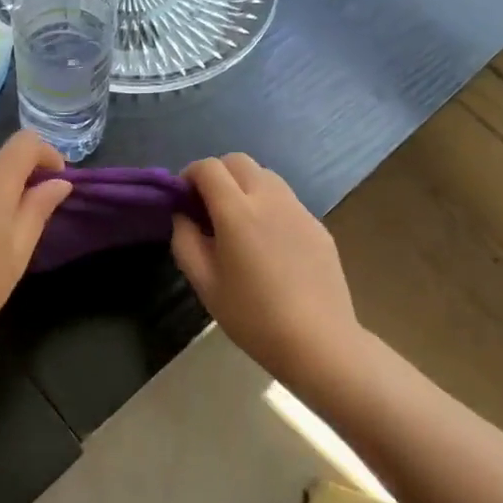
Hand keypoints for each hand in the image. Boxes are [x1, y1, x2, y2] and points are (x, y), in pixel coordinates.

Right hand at [171, 154, 361, 384]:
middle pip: (238, 161)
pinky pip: (286, 200)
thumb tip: (184, 215)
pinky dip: (268, 205)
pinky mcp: (318, 225)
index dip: (189, 175)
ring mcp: (299, 209)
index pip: (208, 167)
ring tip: (238, 223)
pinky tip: (268, 244)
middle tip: (207, 208)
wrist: (318, 341)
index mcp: (237, 211)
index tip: (183, 200)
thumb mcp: (204, 284)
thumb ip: (185, 241)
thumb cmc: (253, 316)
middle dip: (217, 174)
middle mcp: (270, 198)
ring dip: (244, 186)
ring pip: (266, 176)